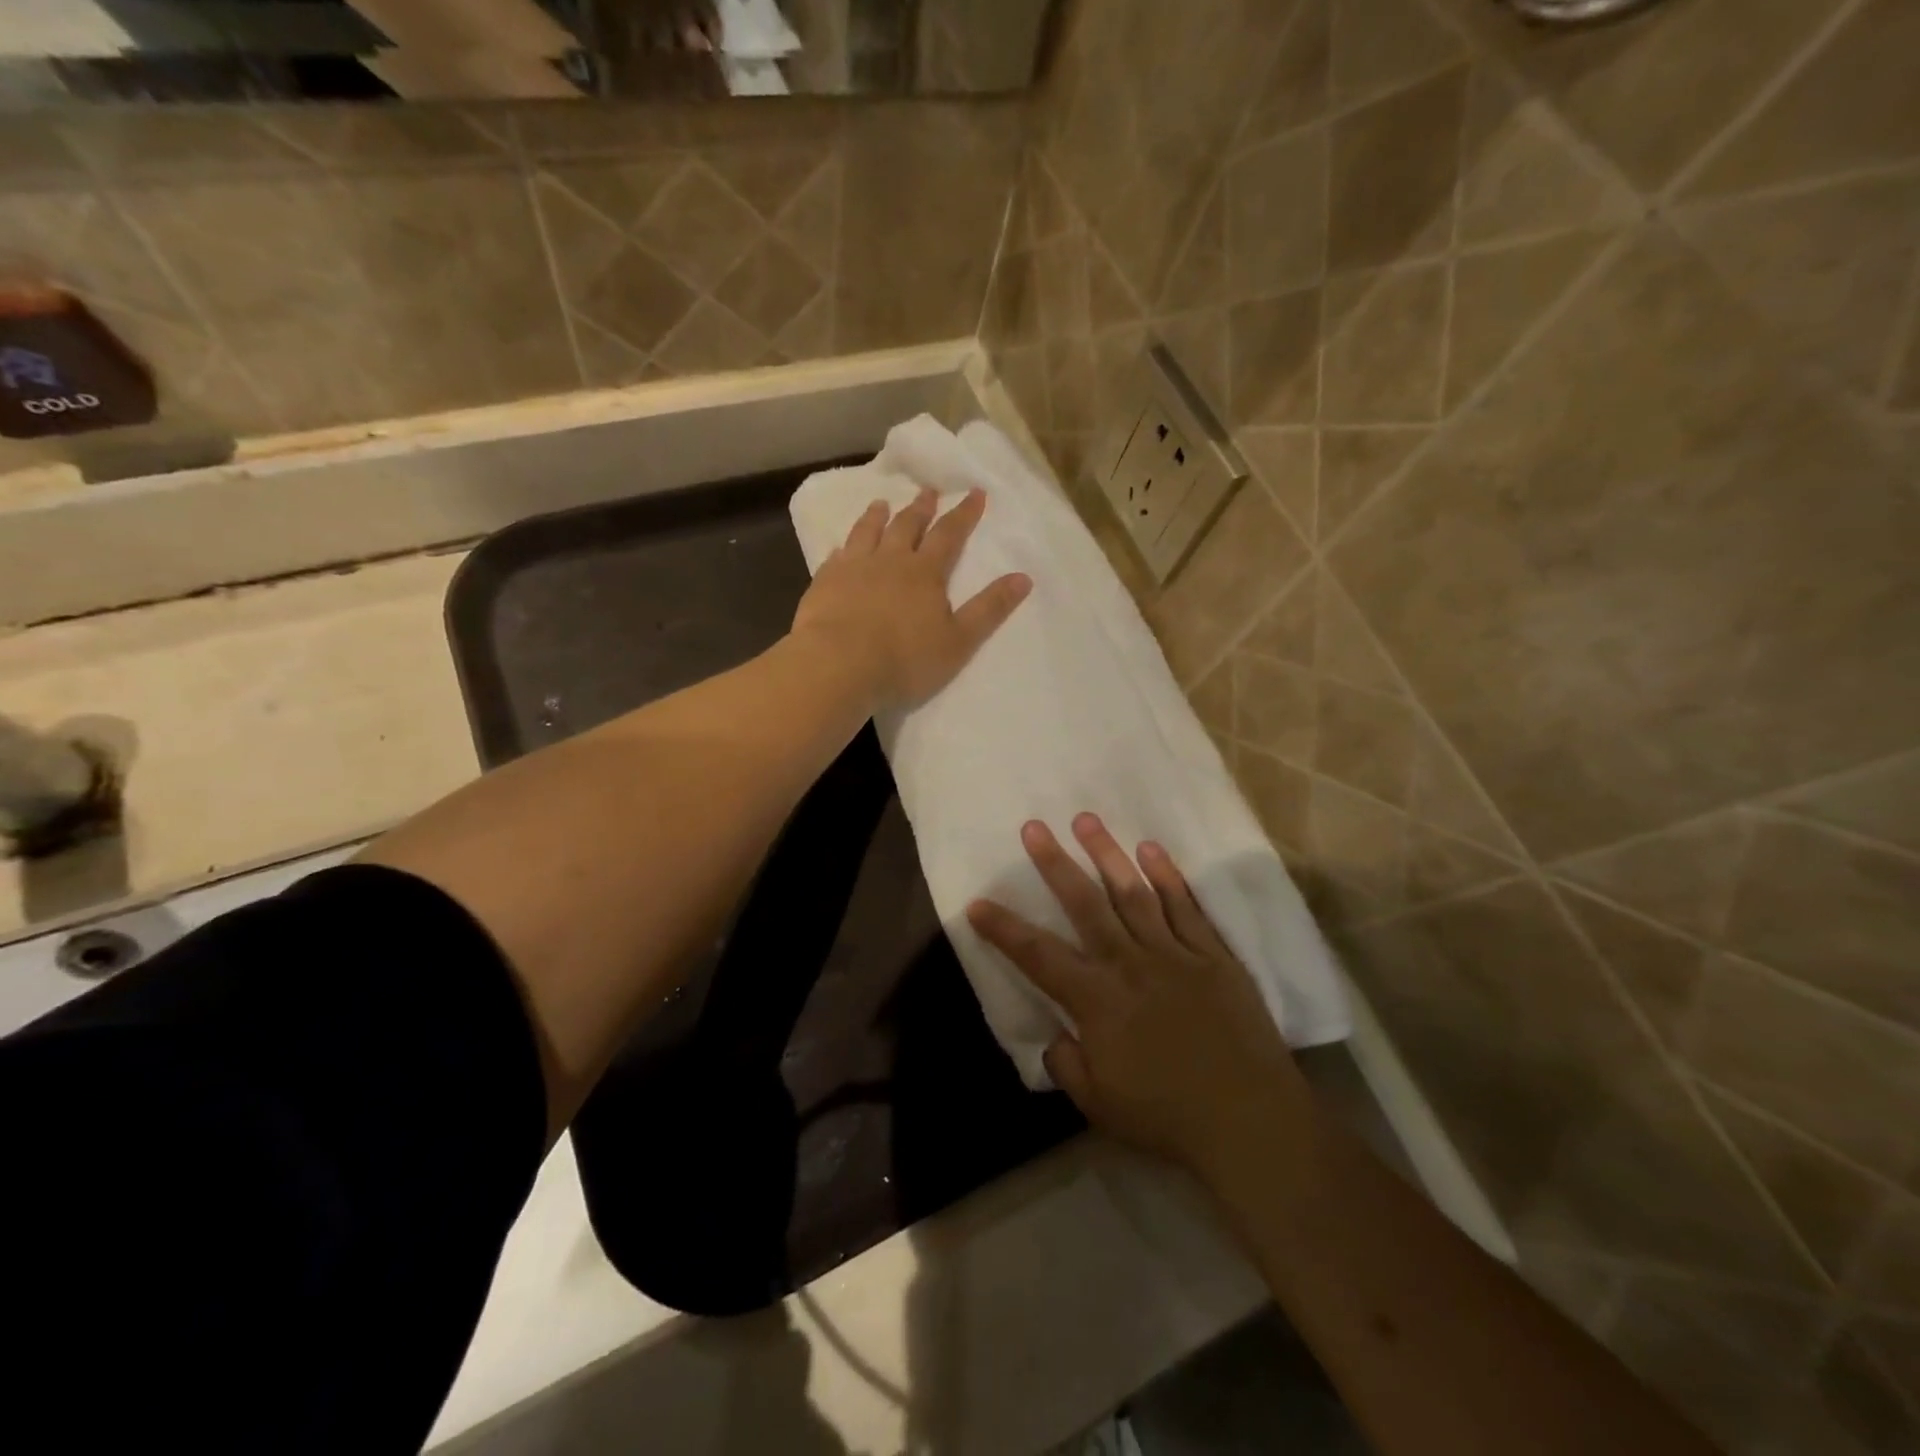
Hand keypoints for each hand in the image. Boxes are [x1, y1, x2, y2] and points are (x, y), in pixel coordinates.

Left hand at [792, 487, 1031, 713]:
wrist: (839, 665)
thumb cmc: (905, 659)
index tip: (975, 492)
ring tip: (881, 503)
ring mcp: (853, 569)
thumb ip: (989, 609)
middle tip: (927, 491)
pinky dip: (842, 548)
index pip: (949, 535)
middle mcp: (889, 561)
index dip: (964, 514)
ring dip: (877, 516)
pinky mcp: (824, 584)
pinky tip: (840, 548)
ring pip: (867, 533)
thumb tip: (1024, 577)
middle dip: (921, 508)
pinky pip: (834, 557)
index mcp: (925, 573)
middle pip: (907, 526)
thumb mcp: (959, 640)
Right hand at [967, 814, 1309, 1173]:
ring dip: (1107, 854)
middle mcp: (1129, 964)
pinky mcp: (1213, 955)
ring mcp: (1174, 954)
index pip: (1037, 955)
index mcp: (1096, 1000)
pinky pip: (1186, 907)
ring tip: (1086, 820)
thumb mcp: (1098, 1104)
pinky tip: (1150, 850)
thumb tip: (1054, 1034)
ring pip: (1133, 893)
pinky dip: (1168, 877)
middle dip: (1055, 864)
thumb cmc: (1167, 1116)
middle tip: (1034, 828)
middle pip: (1085, 905)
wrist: (1250, 1120)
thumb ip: (1066, 1063)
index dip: (1003, 929)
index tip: (977, 903)